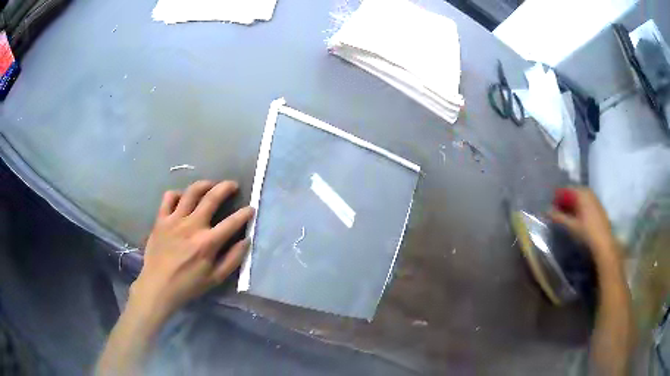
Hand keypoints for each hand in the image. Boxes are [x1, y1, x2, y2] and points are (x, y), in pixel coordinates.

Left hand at [128, 180, 253, 321]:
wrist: (158, 286)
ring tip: (210, 185)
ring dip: (204, 185)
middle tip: (233, 185)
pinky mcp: (161, 219)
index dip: (245, 214)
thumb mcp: (215, 278)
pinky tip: (182, 199)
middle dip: (226, 188)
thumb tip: (246, 240)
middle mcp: (192, 226)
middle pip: (212, 198)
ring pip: (191, 192)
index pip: (232, 222)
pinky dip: (177, 194)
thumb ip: (233, 259)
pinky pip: (169, 197)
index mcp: (207, 242)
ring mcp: (174, 220)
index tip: (251, 208)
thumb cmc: (188, 285)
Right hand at [548, 187, 620, 265]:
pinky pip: (586, 201)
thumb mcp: (570, 225)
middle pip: (574, 192)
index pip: (566, 189)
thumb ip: (558, 217)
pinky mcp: (598, 206)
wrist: (603, 242)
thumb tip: (546, 211)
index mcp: (581, 193)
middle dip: (565, 200)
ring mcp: (595, 198)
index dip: (558, 197)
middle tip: (559, 212)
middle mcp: (588, 192)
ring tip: (567, 216)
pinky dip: (580, 206)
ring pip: (580, 197)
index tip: (552, 206)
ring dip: (573, 204)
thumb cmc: (586, 232)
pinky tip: (578, 218)